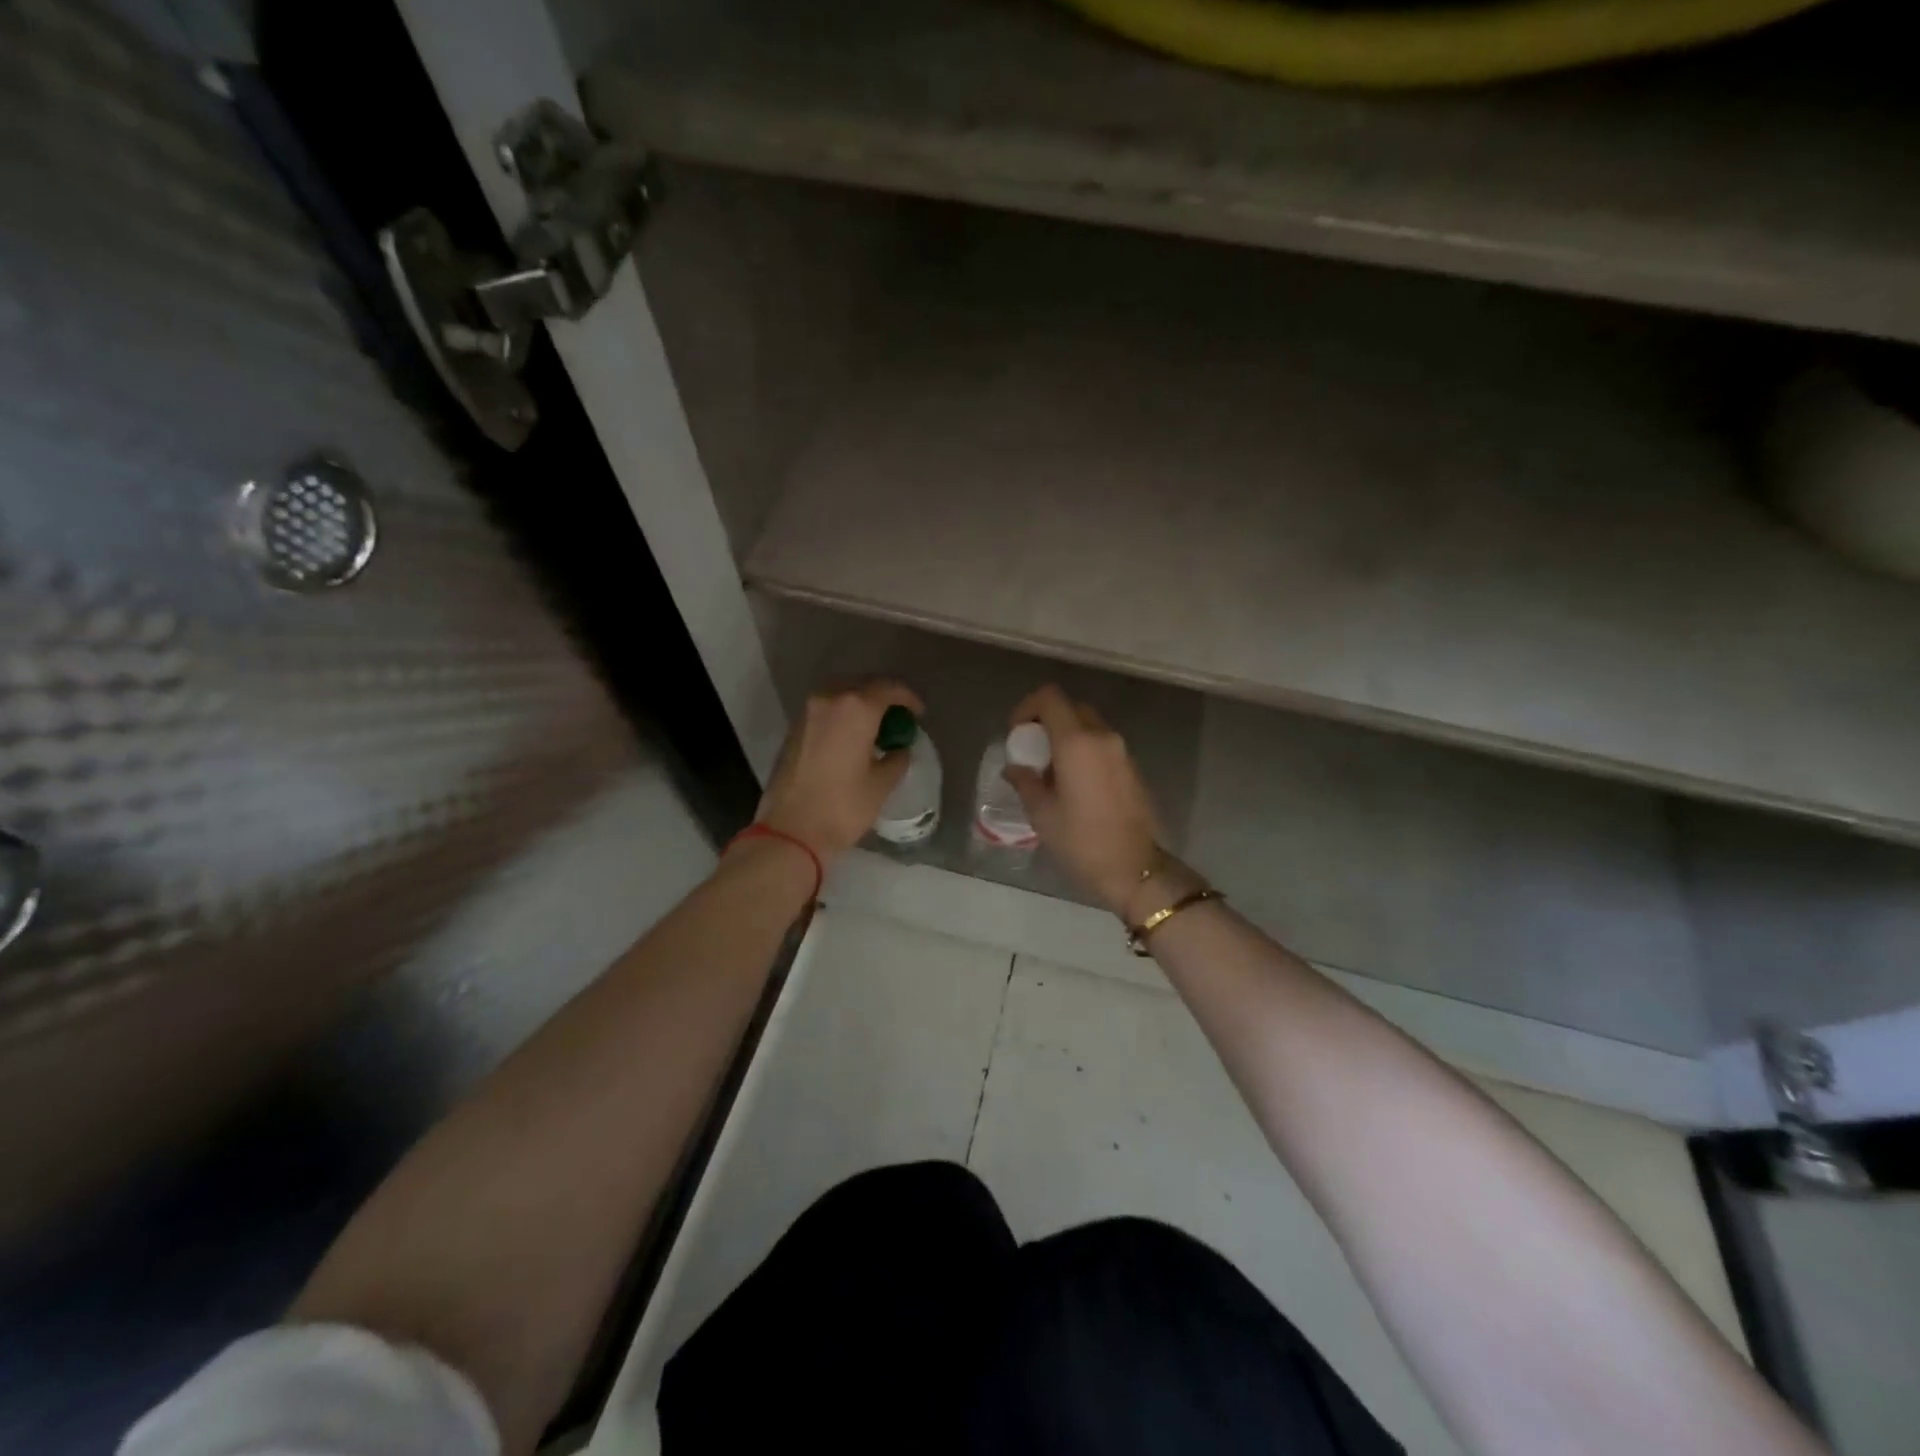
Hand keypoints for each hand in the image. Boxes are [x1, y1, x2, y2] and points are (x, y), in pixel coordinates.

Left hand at [753, 680, 924, 862]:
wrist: (790, 831)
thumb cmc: (843, 807)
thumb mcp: (881, 785)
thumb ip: (897, 759)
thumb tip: (899, 749)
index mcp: (856, 708)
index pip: (889, 688)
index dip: (908, 699)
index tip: (918, 714)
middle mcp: (829, 699)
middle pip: (862, 685)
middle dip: (883, 697)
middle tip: (898, 718)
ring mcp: (807, 712)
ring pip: (841, 695)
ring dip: (860, 705)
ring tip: (875, 728)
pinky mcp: (794, 728)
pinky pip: (825, 710)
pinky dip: (842, 716)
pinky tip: (852, 738)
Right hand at [1004, 685, 1162, 915]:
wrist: (1135, 870)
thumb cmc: (1082, 841)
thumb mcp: (1042, 814)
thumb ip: (1025, 782)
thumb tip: (1014, 768)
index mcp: (1077, 742)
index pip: (1050, 697)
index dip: (1027, 707)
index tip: (1017, 733)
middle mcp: (1103, 737)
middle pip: (1071, 708)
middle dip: (1047, 721)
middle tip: (1031, 750)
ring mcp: (1122, 752)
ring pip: (1089, 726)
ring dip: (1066, 737)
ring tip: (1050, 771)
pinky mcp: (1132, 768)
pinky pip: (1102, 746)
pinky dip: (1083, 751)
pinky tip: (1072, 784)